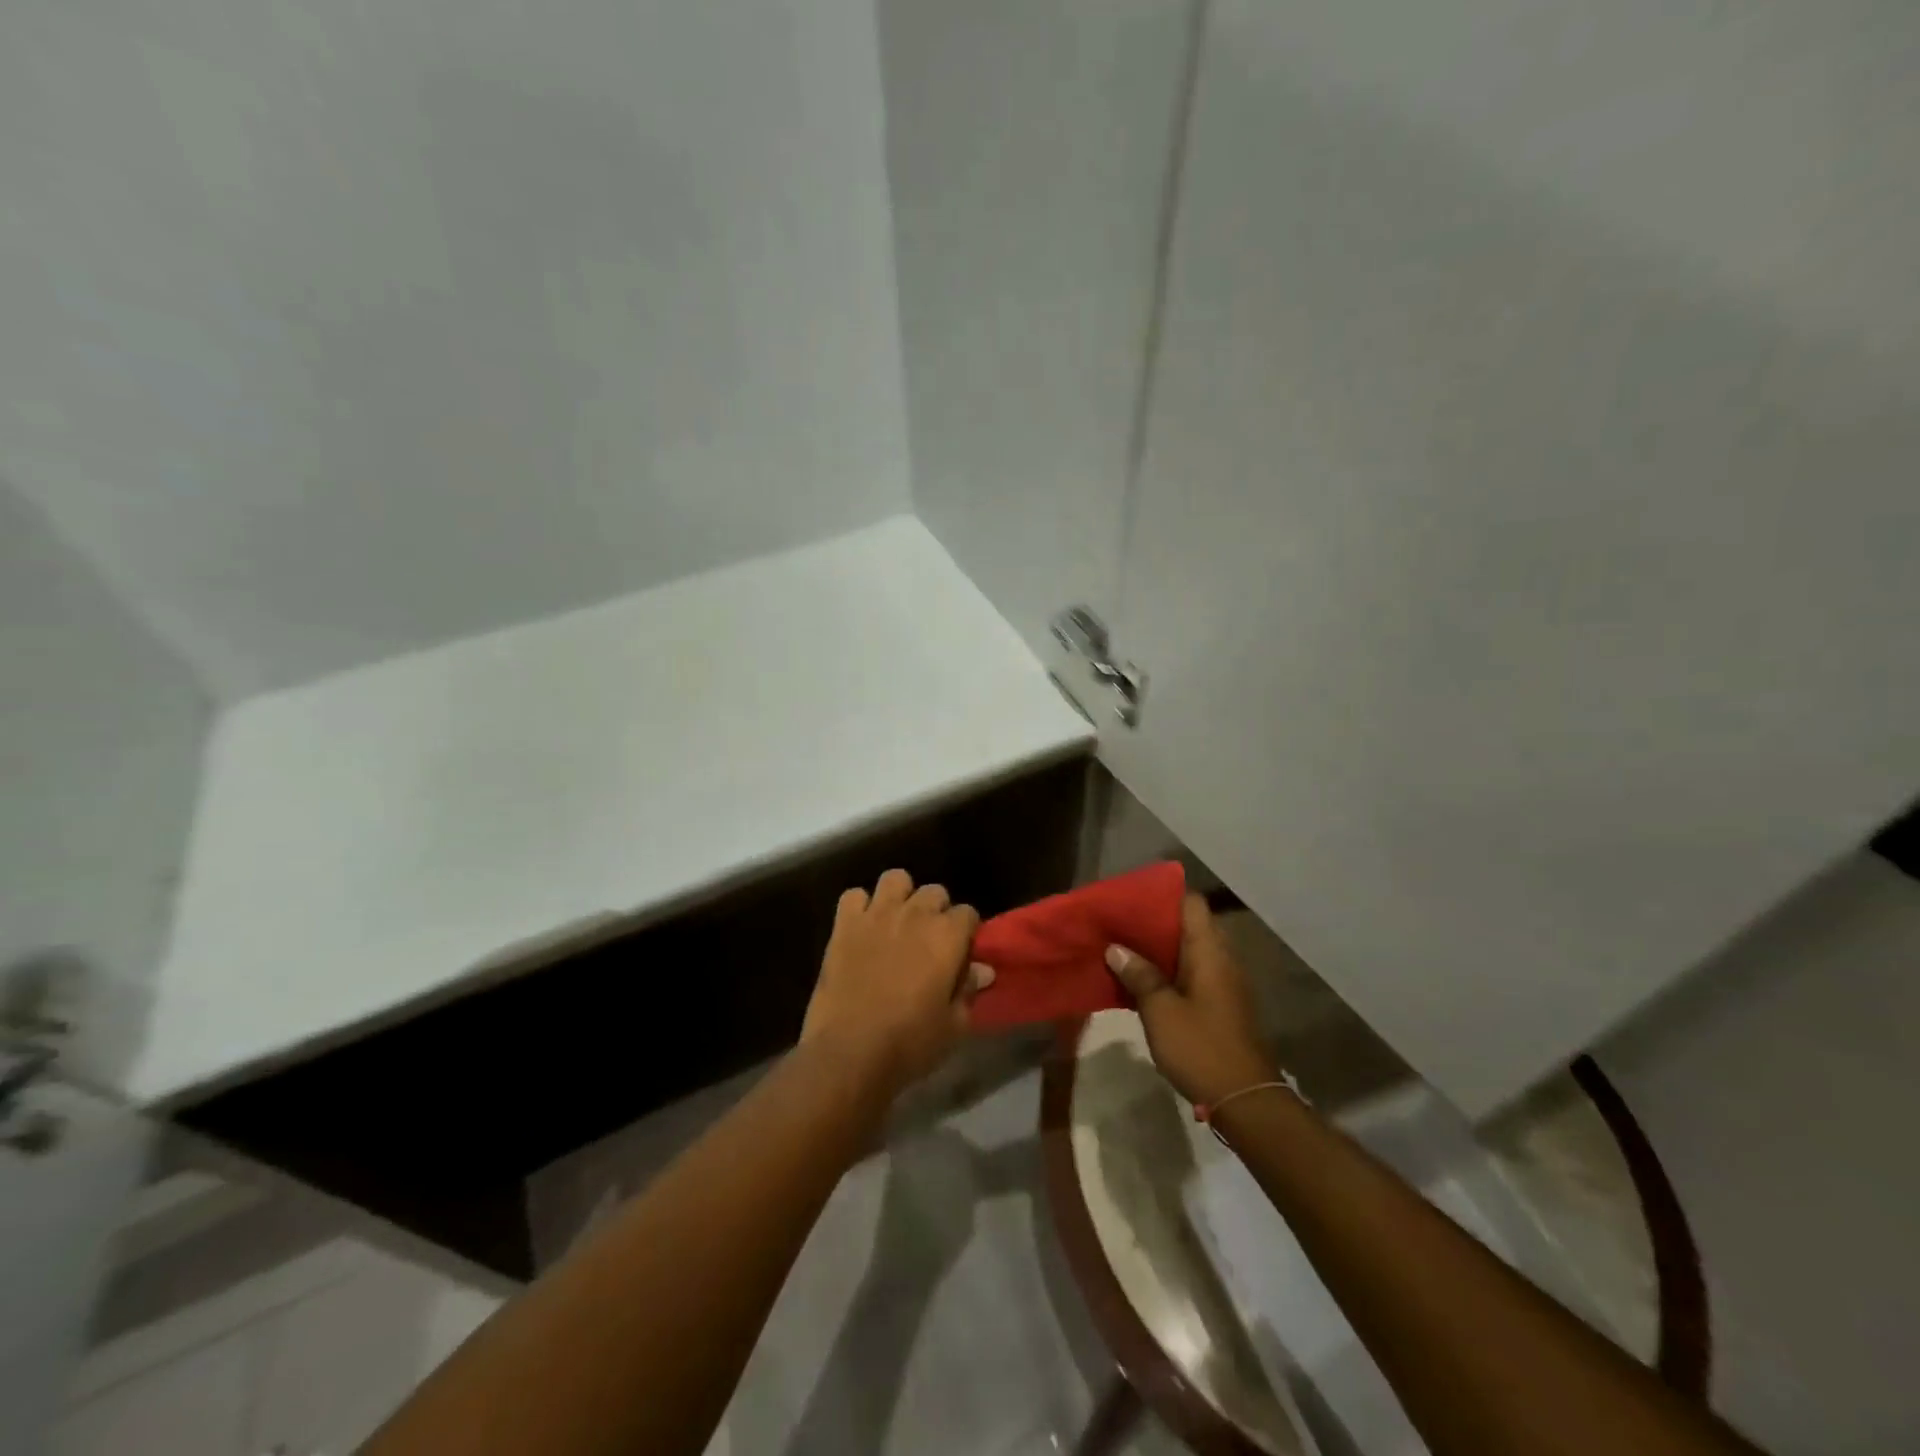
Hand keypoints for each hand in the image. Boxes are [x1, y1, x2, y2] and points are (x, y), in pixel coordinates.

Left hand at [801, 869, 993, 1098]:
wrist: (850, 1051)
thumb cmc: (910, 1043)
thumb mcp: (953, 1026)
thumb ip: (968, 991)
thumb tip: (983, 970)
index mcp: (947, 935)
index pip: (968, 913)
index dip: (965, 933)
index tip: (959, 955)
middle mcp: (915, 914)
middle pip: (934, 892)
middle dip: (936, 911)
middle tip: (928, 942)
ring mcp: (877, 914)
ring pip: (895, 879)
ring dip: (900, 896)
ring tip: (896, 923)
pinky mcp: (845, 924)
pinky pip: (854, 896)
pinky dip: (860, 907)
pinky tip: (862, 929)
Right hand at [1104, 893, 1275, 1106]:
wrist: (1244, 1100)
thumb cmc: (1200, 1047)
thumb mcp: (1160, 1010)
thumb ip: (1139, 975)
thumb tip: (1116, 948)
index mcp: (1209, 951)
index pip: (1191, 902)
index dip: (1163, 894)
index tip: (1132, 898)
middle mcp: (1221, 959)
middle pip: (1188, 925)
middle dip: (1154, 922)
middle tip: (1119, 924)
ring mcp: (1224, 983)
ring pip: (1188, 951)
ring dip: (1159, 949)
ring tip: (1123, 949)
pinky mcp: (1221, 1005)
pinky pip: (1192, 973)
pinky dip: (1168, 971)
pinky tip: (1141, 982)